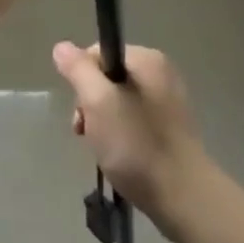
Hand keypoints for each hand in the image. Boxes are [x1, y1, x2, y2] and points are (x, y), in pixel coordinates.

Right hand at [53, 42, 210, 236]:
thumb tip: (62, 47)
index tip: (82, 113)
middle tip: (89, 134)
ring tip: (103, 150)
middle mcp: (161, 72)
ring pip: (119, 101)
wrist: (182, 195)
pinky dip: (122, 135)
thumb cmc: (136, 145)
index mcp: (147, 59)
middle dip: (91, 105)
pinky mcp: (170, 126)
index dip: (82, 80)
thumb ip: (79, 71)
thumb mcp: (98, 103)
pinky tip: (120, 156)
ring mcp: (168, 100)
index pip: (98, 53)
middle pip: (108, 78)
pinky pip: (134, 119)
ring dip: (104, 123)